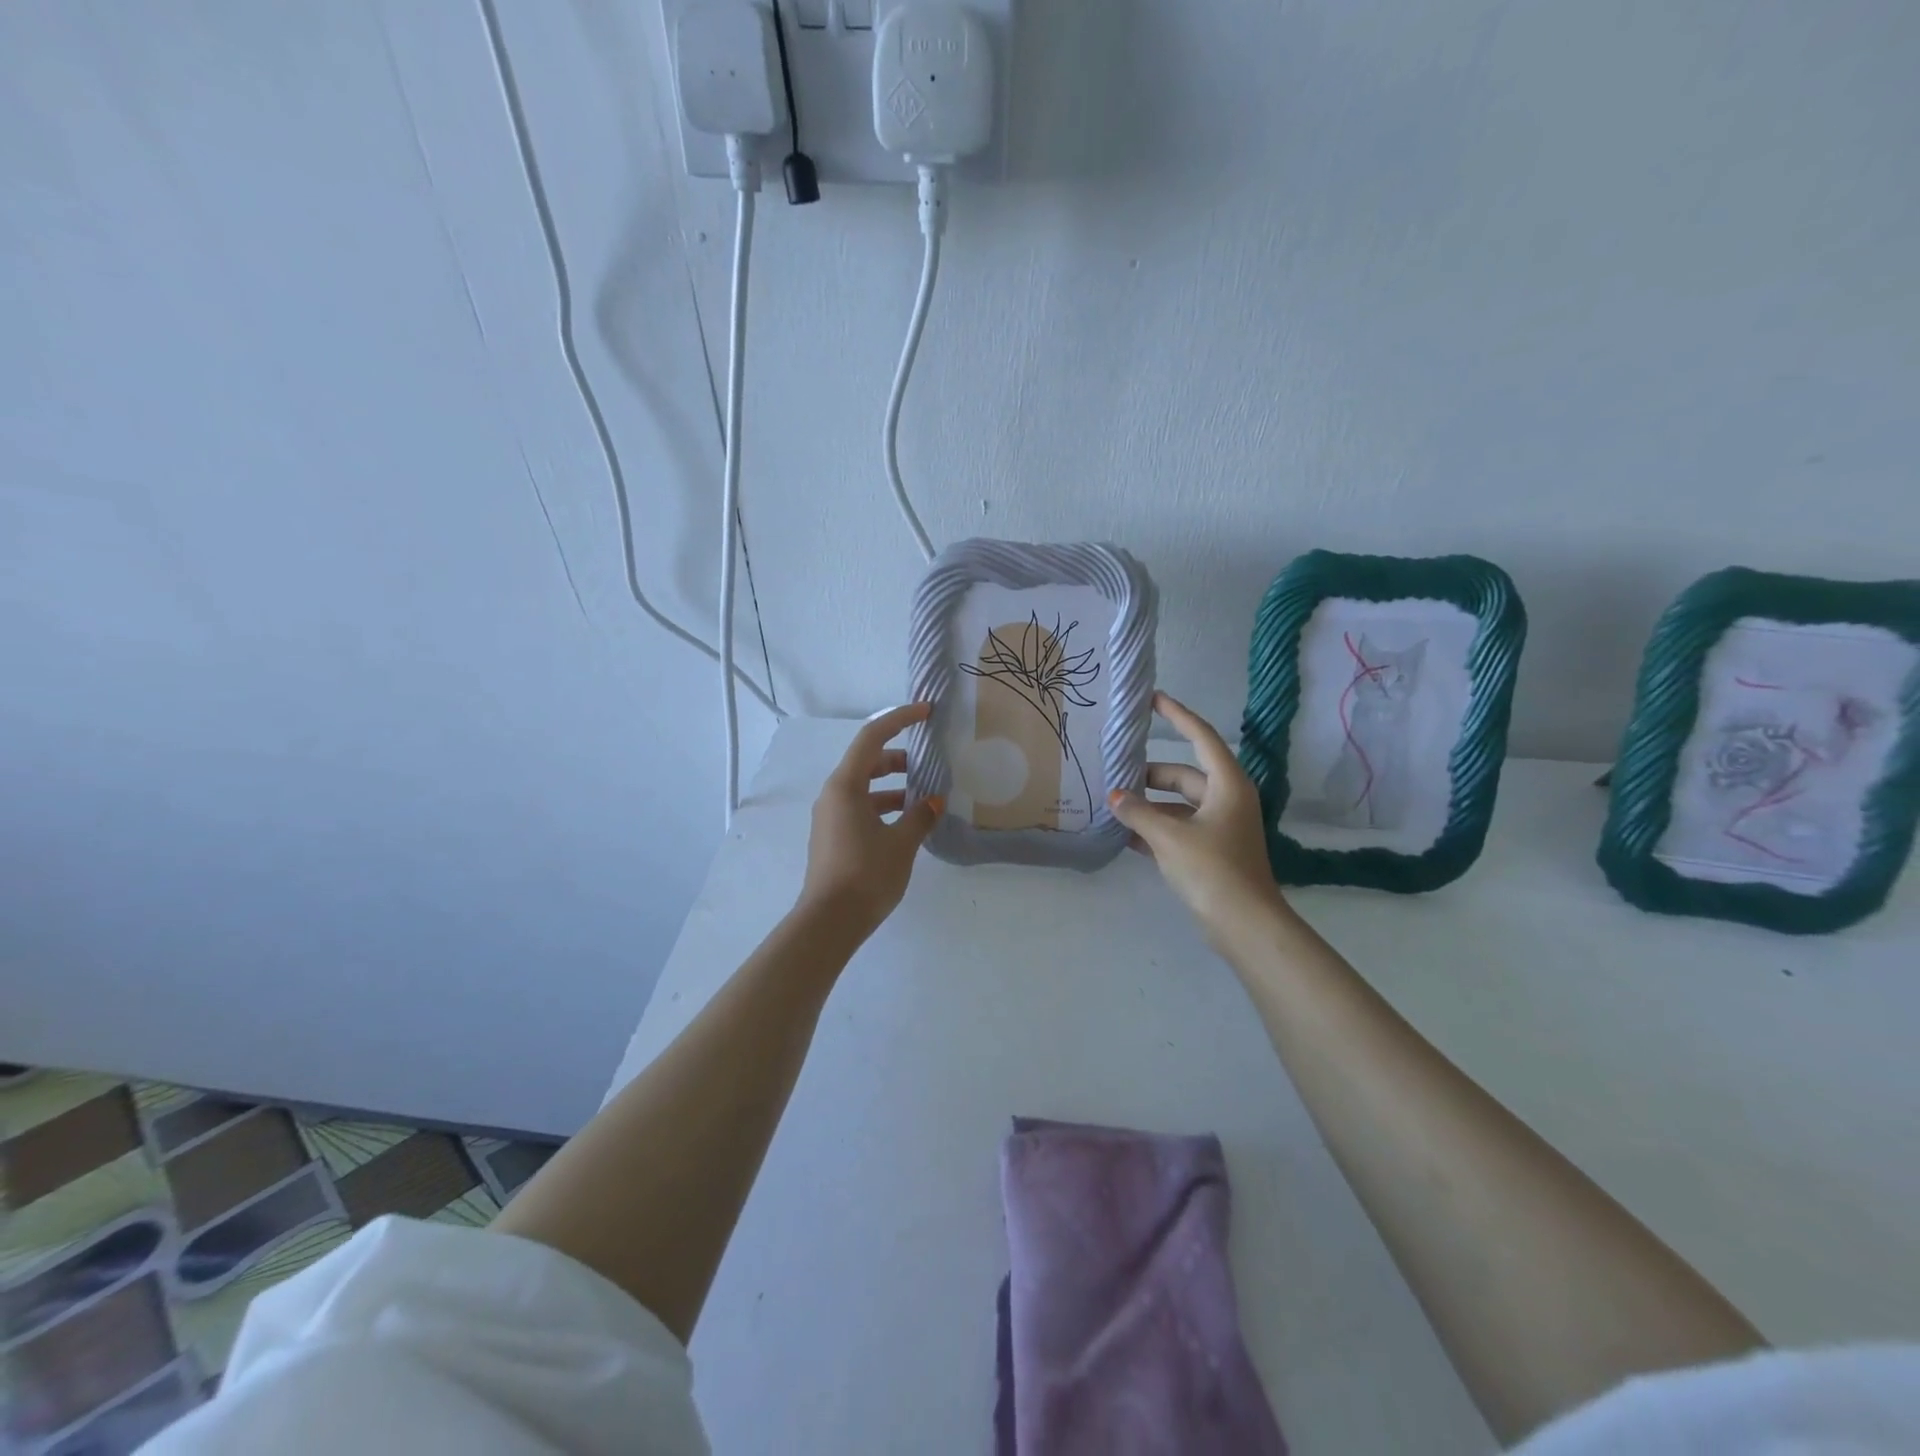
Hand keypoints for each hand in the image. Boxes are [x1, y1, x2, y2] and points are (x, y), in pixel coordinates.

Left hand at [798, 703, 943, 939]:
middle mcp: (833, 795)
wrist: (829, 922)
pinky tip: (907, 823)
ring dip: (893, 786)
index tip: (926, 712)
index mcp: (845, 786)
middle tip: (928, 763)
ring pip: (864, 787)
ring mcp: (830, 817)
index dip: (900, 719)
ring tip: (924, 797)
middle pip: (867, 761)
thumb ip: (920, 816)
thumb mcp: (901, 843)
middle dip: (899, 757)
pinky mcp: (833, 836)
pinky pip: (861, 807)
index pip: (872, 737)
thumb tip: (933, 801)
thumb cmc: (866, 875)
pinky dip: (884, 806)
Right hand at [1107, 692, 1288, 942]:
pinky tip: (1124, 835)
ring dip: (1149, 805)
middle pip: (1183, 775)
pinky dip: (1155, 829)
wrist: (1244, 924)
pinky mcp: (1212, 852)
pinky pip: (1178, 829)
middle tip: (1114, 773)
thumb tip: (1114, 796)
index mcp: (1227, 785)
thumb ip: (1138, 812)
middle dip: (1149, 776)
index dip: (1177, 716)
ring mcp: (1221, 827)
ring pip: (1178, 804)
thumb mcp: (1169, 836)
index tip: (1153, 700)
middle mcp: (1227, 800)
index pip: (1201, 737)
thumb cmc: (1212, 869)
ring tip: (1113, 805)